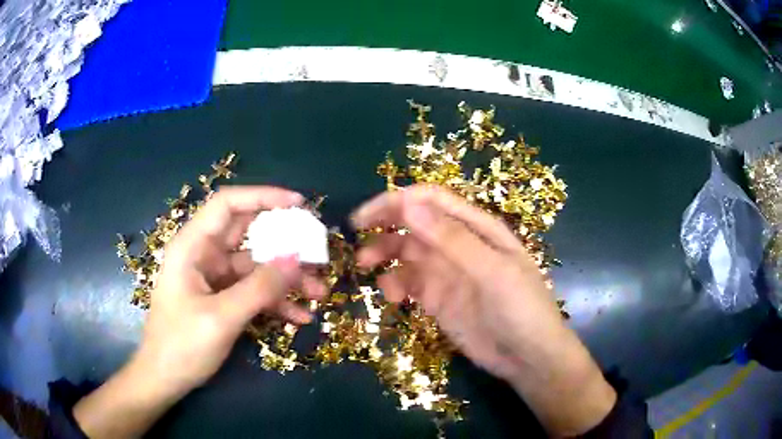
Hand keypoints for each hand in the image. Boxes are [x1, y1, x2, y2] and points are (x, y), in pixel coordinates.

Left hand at [74, 186, 325, 438]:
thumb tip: (297, 258)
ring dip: (286, 279)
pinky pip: (253, 292)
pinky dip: (275, 302)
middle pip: (248, 235)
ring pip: (256, 267)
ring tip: (318, 294)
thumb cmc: (181, 345)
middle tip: (317, 253)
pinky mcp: (222, 299)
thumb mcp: (221, 317)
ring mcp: (214, 278)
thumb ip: (259, 288)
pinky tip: (299, 317)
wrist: (165, 379)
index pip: (228, 204)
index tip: (298, 204)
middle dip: (284, 244)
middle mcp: (204, 254)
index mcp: (193, 245)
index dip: (263, 197)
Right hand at [352, 185, 615, 436]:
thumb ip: (451, 238)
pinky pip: (409, 282)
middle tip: (358, 242)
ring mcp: (447, 272)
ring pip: (407, 252)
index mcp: (476, 228)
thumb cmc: (520, 308)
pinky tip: (391, 297)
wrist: (527, 357)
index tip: (366, 217)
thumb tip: (408, 203)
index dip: (397, 201)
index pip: (432, 200)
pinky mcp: (438, 298)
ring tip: (367, 268)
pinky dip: (394, 284)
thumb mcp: (492, 271)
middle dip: (385, 227)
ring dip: (384, 255)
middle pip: (414, 223)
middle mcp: (458, 244)